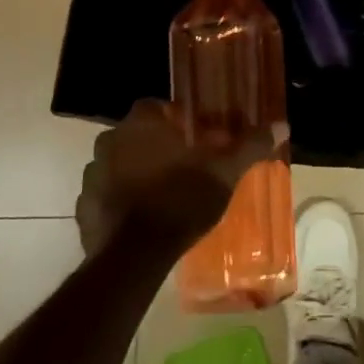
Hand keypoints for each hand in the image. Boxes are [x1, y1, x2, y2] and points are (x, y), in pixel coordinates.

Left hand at [76, 99, 282, 258]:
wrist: (135, 256)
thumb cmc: (181, 200)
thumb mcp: (224, 172)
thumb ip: (250, 145)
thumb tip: (281, 125)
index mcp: (141, 124)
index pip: (156, 107)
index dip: (177, 120)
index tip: (196, 138)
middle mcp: (109, 141)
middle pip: (137, 135)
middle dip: (157, 146)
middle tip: (184, 166)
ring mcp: (91, 175)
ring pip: (119, 164)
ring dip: (137, 173)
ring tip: (165, 193)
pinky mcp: (82, 208)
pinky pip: (106, 195)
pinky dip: (121, 201)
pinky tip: (143, 218)